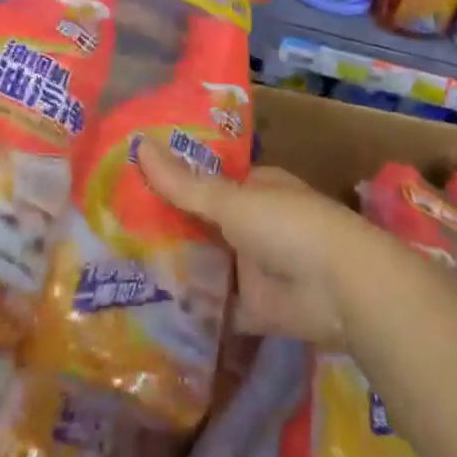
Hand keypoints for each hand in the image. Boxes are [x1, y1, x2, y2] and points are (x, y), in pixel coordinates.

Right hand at [136, 141, 389, 348]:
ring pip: (211, 266)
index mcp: (255, 188)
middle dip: (171, 230)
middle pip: (206, 225)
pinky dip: (198, 312)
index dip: (174, 184)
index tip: (131, 186)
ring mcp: (257, 267)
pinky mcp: (258, 309)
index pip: (208, 182)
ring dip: (181, 270)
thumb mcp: (230, 200)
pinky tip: (155, 313)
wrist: (341, 288)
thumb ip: (184, 183)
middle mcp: (255, 224)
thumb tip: (138, 144)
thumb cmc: (287, 225)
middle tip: (116, 232)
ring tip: (124, 271)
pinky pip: (221, 309)